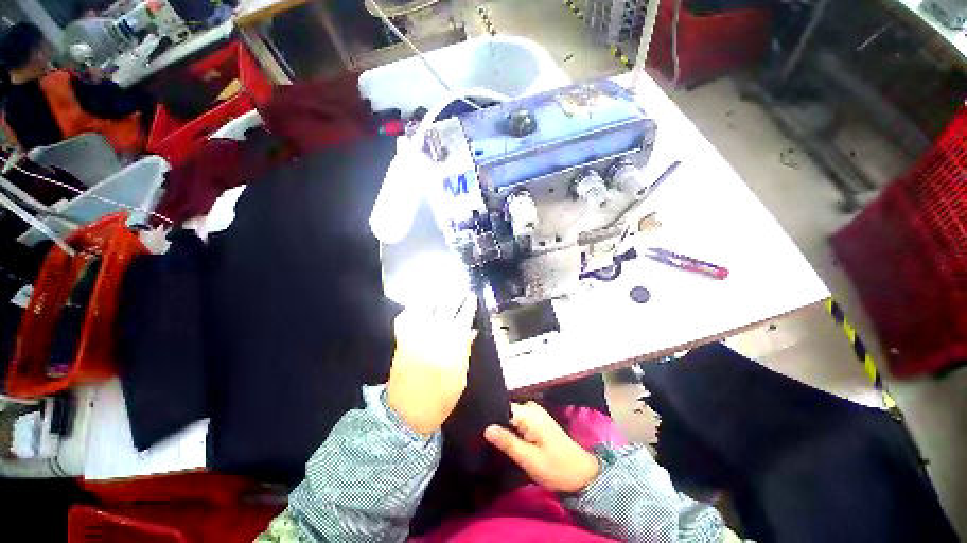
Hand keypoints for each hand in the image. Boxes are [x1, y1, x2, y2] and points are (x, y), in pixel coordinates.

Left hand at [386, 291, 477, 435]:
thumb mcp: (460, 377)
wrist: (406, 415)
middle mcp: (434, 335)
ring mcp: (416, 335)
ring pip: (426, 307)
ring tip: (442, 292)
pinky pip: (406, 317)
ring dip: (435, 297)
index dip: (469, 305)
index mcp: (452, 345)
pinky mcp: (402, 340)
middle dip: (455, 296)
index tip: (472, 297)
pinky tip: (419, 305)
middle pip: (447, 307)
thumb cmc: (439, 399)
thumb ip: (465, 350)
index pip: (464, 317)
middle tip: (460, 290)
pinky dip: (413, 308)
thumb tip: (472, 330)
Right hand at [484, 402, 600, 492]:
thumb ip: (507, 442)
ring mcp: (535, 413)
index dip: (489, 418)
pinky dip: (512, 429)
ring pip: (511, 416)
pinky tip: (506, 441)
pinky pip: (518, 420)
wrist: (582, 475)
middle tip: (483, 440)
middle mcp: (531, 407)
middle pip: (505, 411)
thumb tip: (487, 428)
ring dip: (503, 428)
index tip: (477, 430)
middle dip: (496, 424)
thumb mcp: (529, 459)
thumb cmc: (556, 468)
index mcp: (529, 413)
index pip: (501, 407)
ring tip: (492, 442)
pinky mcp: (537, 420)